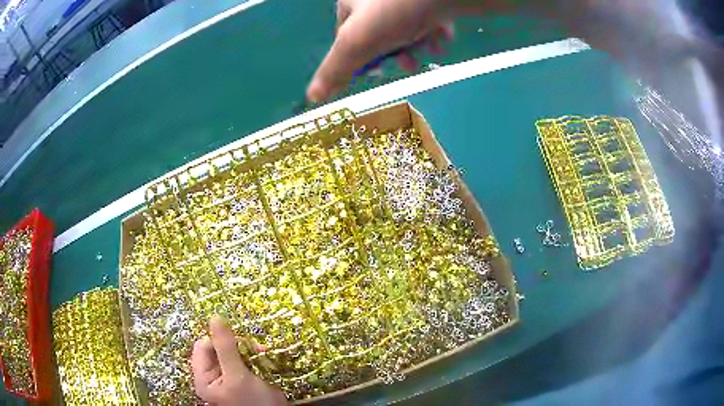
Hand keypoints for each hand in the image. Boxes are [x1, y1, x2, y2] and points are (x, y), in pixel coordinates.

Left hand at [191, 316, 286, 405]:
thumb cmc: (253, 402)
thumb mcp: (238, 376)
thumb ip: (225, 348)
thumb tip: (215, 317)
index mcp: (204, 378)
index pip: (203, 347)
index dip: (219, 340)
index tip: (239, 342)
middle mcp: (213, 376)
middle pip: (217, 348)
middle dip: (236, 344)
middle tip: (255, 347)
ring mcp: (228, 377)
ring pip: (231, 352)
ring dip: (247, 349)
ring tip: (262, 352)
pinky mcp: (242, 377)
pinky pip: (243, 358)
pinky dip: (253, 355)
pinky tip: (264, 356)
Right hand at [306, 0, 456, 101]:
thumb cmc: (394, 11)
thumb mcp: (357, 43)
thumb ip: (335, 69)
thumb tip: (312, 98)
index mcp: (352, 2)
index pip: (347, 35)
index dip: (361, 56)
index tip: (377, 69)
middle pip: (380, 33)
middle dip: (395, 53)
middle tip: (409, 64)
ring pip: (407, 28)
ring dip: (419, 45)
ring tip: (431, 49)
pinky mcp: (430, 0)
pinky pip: (429, 18)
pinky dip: (435, 32)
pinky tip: (443, 37)